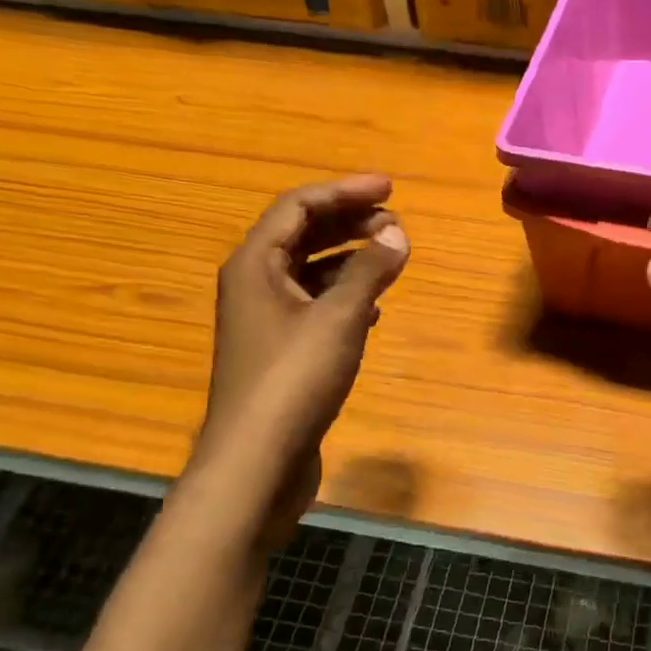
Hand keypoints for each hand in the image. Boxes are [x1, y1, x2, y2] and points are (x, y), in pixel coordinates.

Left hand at [196, 176, 408, 542]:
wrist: (258, 460)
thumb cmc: (294, 379)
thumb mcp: (338, 318)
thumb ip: (369, 271)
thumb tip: (397, 234)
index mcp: (255, 265)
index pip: (298, 207)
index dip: (344, 192)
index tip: (389, 189)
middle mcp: (254, 285)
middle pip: (302, 236)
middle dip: (349, 223)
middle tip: (395, 221)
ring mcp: (266, 322)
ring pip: (311, 272)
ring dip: (350, 259)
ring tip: (391, 257)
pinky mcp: (282, 353)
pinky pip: (315, 306)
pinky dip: (345, 296)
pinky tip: (374, 307)